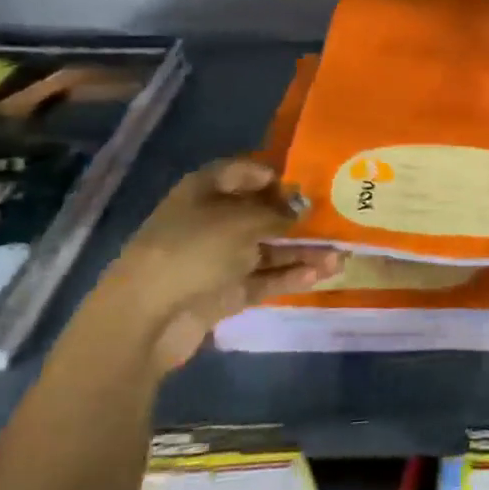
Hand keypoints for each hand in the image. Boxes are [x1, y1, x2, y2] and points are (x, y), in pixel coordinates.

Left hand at [105, 158, 337, 370]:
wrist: (147, 318)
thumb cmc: (193, 250)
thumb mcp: (242, 221)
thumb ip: (278, 214)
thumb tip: (301, 211)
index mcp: (205, 190)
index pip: (244, 172)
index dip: (275, 175)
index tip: (309, 183)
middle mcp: (212, 220)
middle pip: (261, 213)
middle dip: (297, 218)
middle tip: (336, 219)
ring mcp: (219, 259)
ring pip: (268, 249)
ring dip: (302, 251)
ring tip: (341, 254)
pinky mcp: (226, 292)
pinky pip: (265, 278)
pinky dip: (290, 275)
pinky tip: (322, 273)